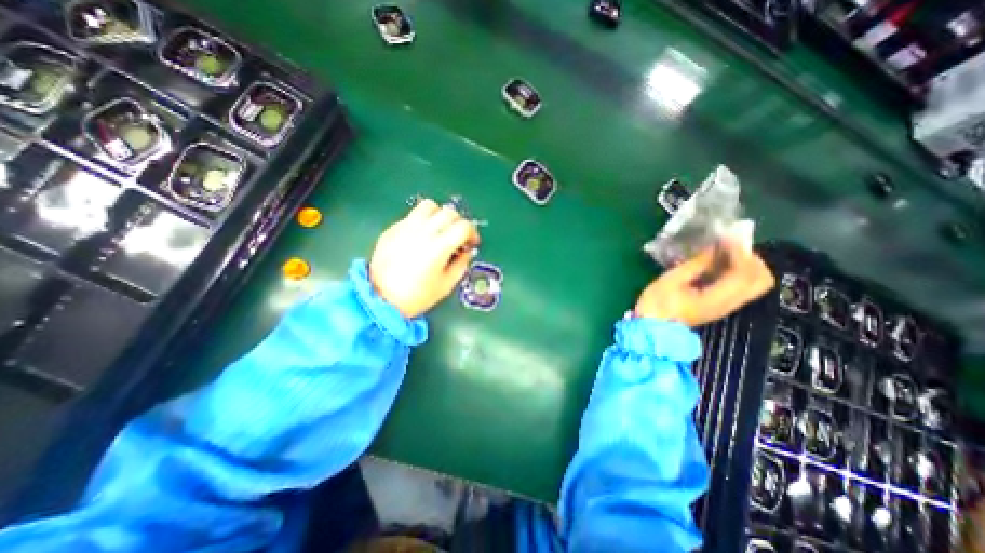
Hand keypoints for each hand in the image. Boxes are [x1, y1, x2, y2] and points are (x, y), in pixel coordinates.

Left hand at [368, 200, 481, 316]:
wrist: (380, 298)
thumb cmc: (417, 296)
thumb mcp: (446, 285)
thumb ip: (461, 265)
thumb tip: (467, 251)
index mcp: (439, 247)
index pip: (463, 226)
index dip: (472, 232)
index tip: (471, 243)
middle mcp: (423, 231)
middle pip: (449, 212)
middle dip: (459, 223)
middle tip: (458, 237)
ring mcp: (406, 227)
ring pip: (430, 206)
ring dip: (440, 215)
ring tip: (439, 230)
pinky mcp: (393, 228)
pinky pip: (413, 215)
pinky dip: (423, 221)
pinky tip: (421, 236)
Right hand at [639, 238, 776, 325]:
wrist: (652, 328)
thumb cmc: (657, 304)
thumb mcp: (671, 281)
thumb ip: (695, 264)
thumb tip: (714, 249)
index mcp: (717, 298)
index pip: (745, 274)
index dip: (741, 252)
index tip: (727, 237)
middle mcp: (730, 303)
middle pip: (762, 280)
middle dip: (751, 259)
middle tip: (731, 246)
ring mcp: (727, 306)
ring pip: (754, 283)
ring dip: (745, 264)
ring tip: (724, 252)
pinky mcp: (720, 305)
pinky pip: (741, 286)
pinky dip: (737, 272)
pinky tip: (718, 263)